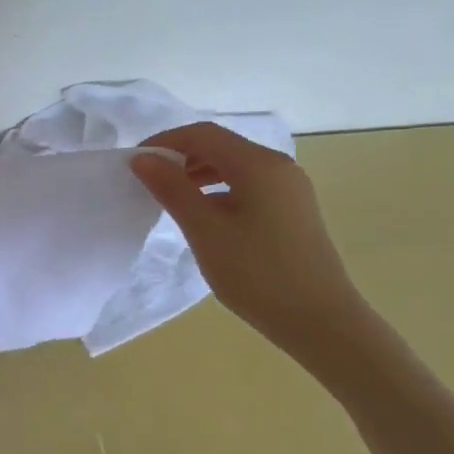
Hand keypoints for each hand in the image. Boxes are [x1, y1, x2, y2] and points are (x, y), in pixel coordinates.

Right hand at [132, 123, 368, 357]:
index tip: (134, 164)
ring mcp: (290, 188)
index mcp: (258, 164)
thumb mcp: (205, 230)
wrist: (319, 319)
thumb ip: (172, 190)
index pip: (204, 134)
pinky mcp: (293, 210)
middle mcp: (278, 166)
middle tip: (148, 182)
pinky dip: (219, 191)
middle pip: (221, 146)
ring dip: (199, 174)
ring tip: (171, 199)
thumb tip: (143, 159)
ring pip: (235, 166)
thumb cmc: (256, 273)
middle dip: (181, 157)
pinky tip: (204, 217)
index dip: (165, 142)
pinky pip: (248, 186)